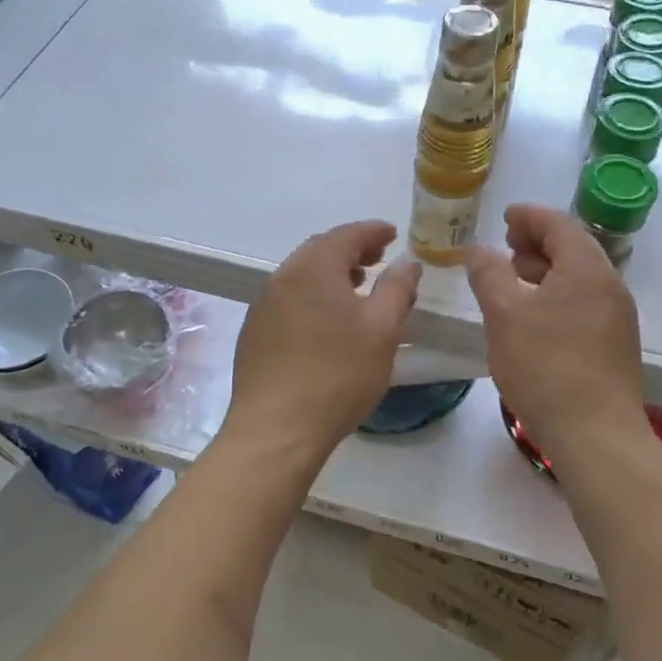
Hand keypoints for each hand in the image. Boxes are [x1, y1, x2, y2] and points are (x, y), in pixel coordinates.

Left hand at [226, 220, 421, 457]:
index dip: (373, 231)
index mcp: (313, 268)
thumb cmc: (338, 374)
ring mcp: (263, 305)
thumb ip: (397, 288)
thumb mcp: (382, 329)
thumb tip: (406, 261)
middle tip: (378, 259)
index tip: (393, 233)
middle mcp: (283, 277)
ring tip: (356, 288)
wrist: (276, 429)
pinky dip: (312, 296)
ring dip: (331, 274)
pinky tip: (326, 321)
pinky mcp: (254, 333)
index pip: (347, 235)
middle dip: (351, 250)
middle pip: (320, 250)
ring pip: (302, 275)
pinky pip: (289, 299)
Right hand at [467, 204, 648, 462]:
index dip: (529, 216)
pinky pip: (585, 302)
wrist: (595, 434)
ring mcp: (617, 317)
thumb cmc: (546, 367)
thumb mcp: (504, 315)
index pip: (559, 225)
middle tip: (507, 245)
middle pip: (574, 248)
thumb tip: (481, 251)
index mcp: (587, 270)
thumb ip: (489, 274)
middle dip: (538, 241)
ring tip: (516, 276)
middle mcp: (610, 286)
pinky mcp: (615, 344)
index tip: (505, 217)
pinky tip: (535, 315)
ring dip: (547, 268)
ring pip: (580, 277)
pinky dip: (558, 293)